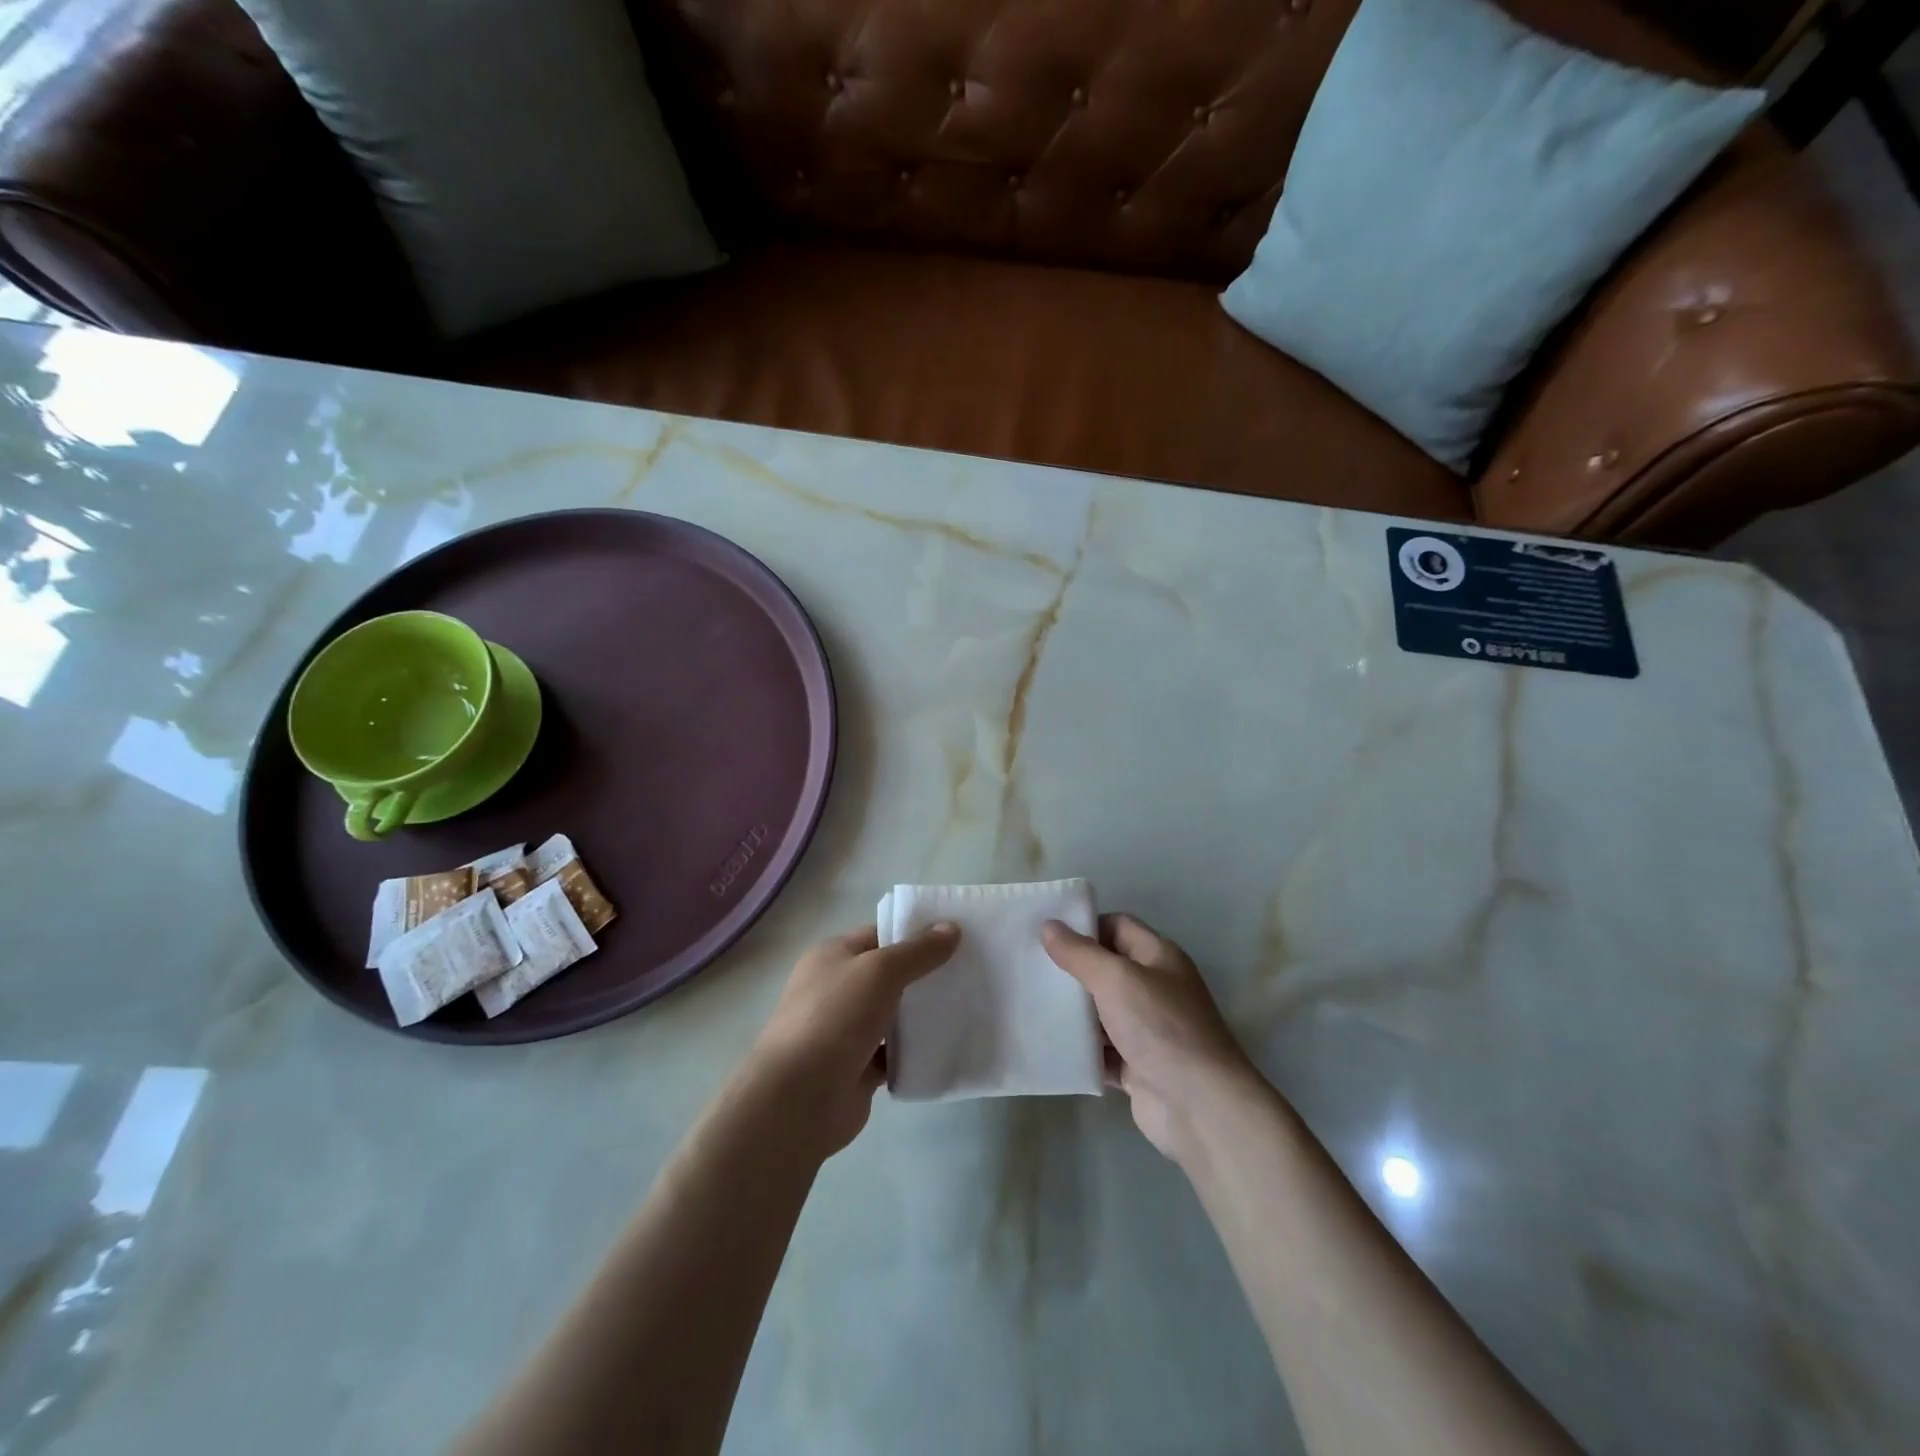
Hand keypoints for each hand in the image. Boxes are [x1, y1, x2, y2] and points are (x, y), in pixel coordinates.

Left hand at [750, 921, 959, 1155]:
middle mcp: (837, 989)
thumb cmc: (834, 1018)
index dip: (916, 934)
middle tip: (972, 971)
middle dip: (926, 975)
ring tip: (970, 1006)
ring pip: (895, 1016)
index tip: (957, 937)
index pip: (880, 935)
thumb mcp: (880, 971)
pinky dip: (917, 1052)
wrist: (798, 1099)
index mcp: (833, 957)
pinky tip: (949, 1046)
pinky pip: (895, 1054)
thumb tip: (951, 928)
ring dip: (923, 1015)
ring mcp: (847, 1031)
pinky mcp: (858, 1068)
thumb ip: (918, 951)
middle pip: (890, 975)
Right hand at [1042, 914, 1260, 1160]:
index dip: (1084, 926)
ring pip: (1101, 1012)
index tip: (1046, 933)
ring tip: (1028, 1003)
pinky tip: (1048, 1044)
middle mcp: (1155, 989)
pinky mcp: (1137, 1067)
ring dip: (1072, 1012)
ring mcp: (1147, 1030)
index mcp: (1159, 957)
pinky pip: (1101, 1051)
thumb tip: (1048, 926)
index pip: (1118, 926)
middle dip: (1071, 969)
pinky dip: (1080, 1049)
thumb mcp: (1116, 979)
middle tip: (1029, 968)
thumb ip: (1080, 953)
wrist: (1199, 1107)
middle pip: (1106, 969)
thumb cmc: (1160, 1027)